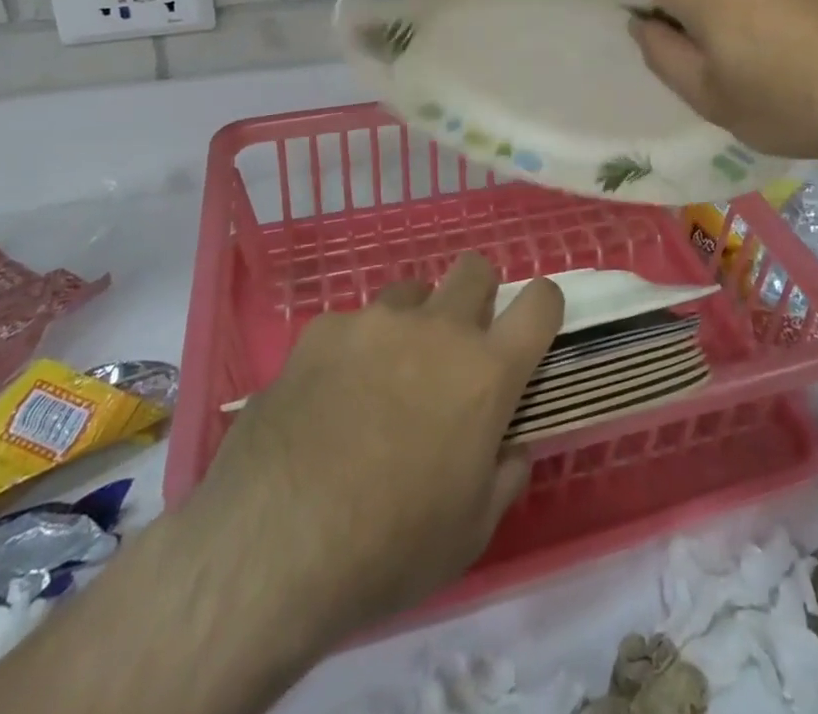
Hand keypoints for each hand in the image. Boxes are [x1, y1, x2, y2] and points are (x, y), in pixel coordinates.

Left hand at [180, 255, 563, 650]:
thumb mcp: (470, 533)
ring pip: (411, 292)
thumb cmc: (389, 548)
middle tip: (456, 346)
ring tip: (383, 377)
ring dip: (412, 323)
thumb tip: (511, 447)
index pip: (539, 304)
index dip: (543, 305)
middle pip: (475, 269)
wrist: (273, 547)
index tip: (533, 323)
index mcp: (486, 372)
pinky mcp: (322, 330)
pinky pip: (352, 324)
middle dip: (477, 296)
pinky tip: (326, 398)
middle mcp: (438, 329)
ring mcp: (376, 321)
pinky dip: (352, 351)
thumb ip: (503, 476)